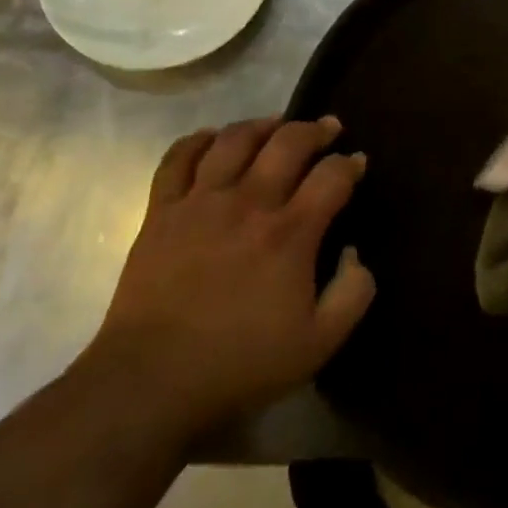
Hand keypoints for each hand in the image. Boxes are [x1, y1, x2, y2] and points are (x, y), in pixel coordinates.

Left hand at [86, 117, 375, 437]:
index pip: (332, 176)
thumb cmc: (240, 363)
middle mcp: (249, 203)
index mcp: (290, 233)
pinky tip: (213, 139)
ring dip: (262, 125)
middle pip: (288, 142)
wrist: (151, 382)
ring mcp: (201, 202)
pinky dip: (198, 140)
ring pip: (235, 139)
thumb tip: (356, 254)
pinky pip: (179, 158)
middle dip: (315, 129)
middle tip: (328, 128)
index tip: (356, 163)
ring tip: (275, 126)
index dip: (350, 164)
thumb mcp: (318, 344)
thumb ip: (353, 294)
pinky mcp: (162, 211)